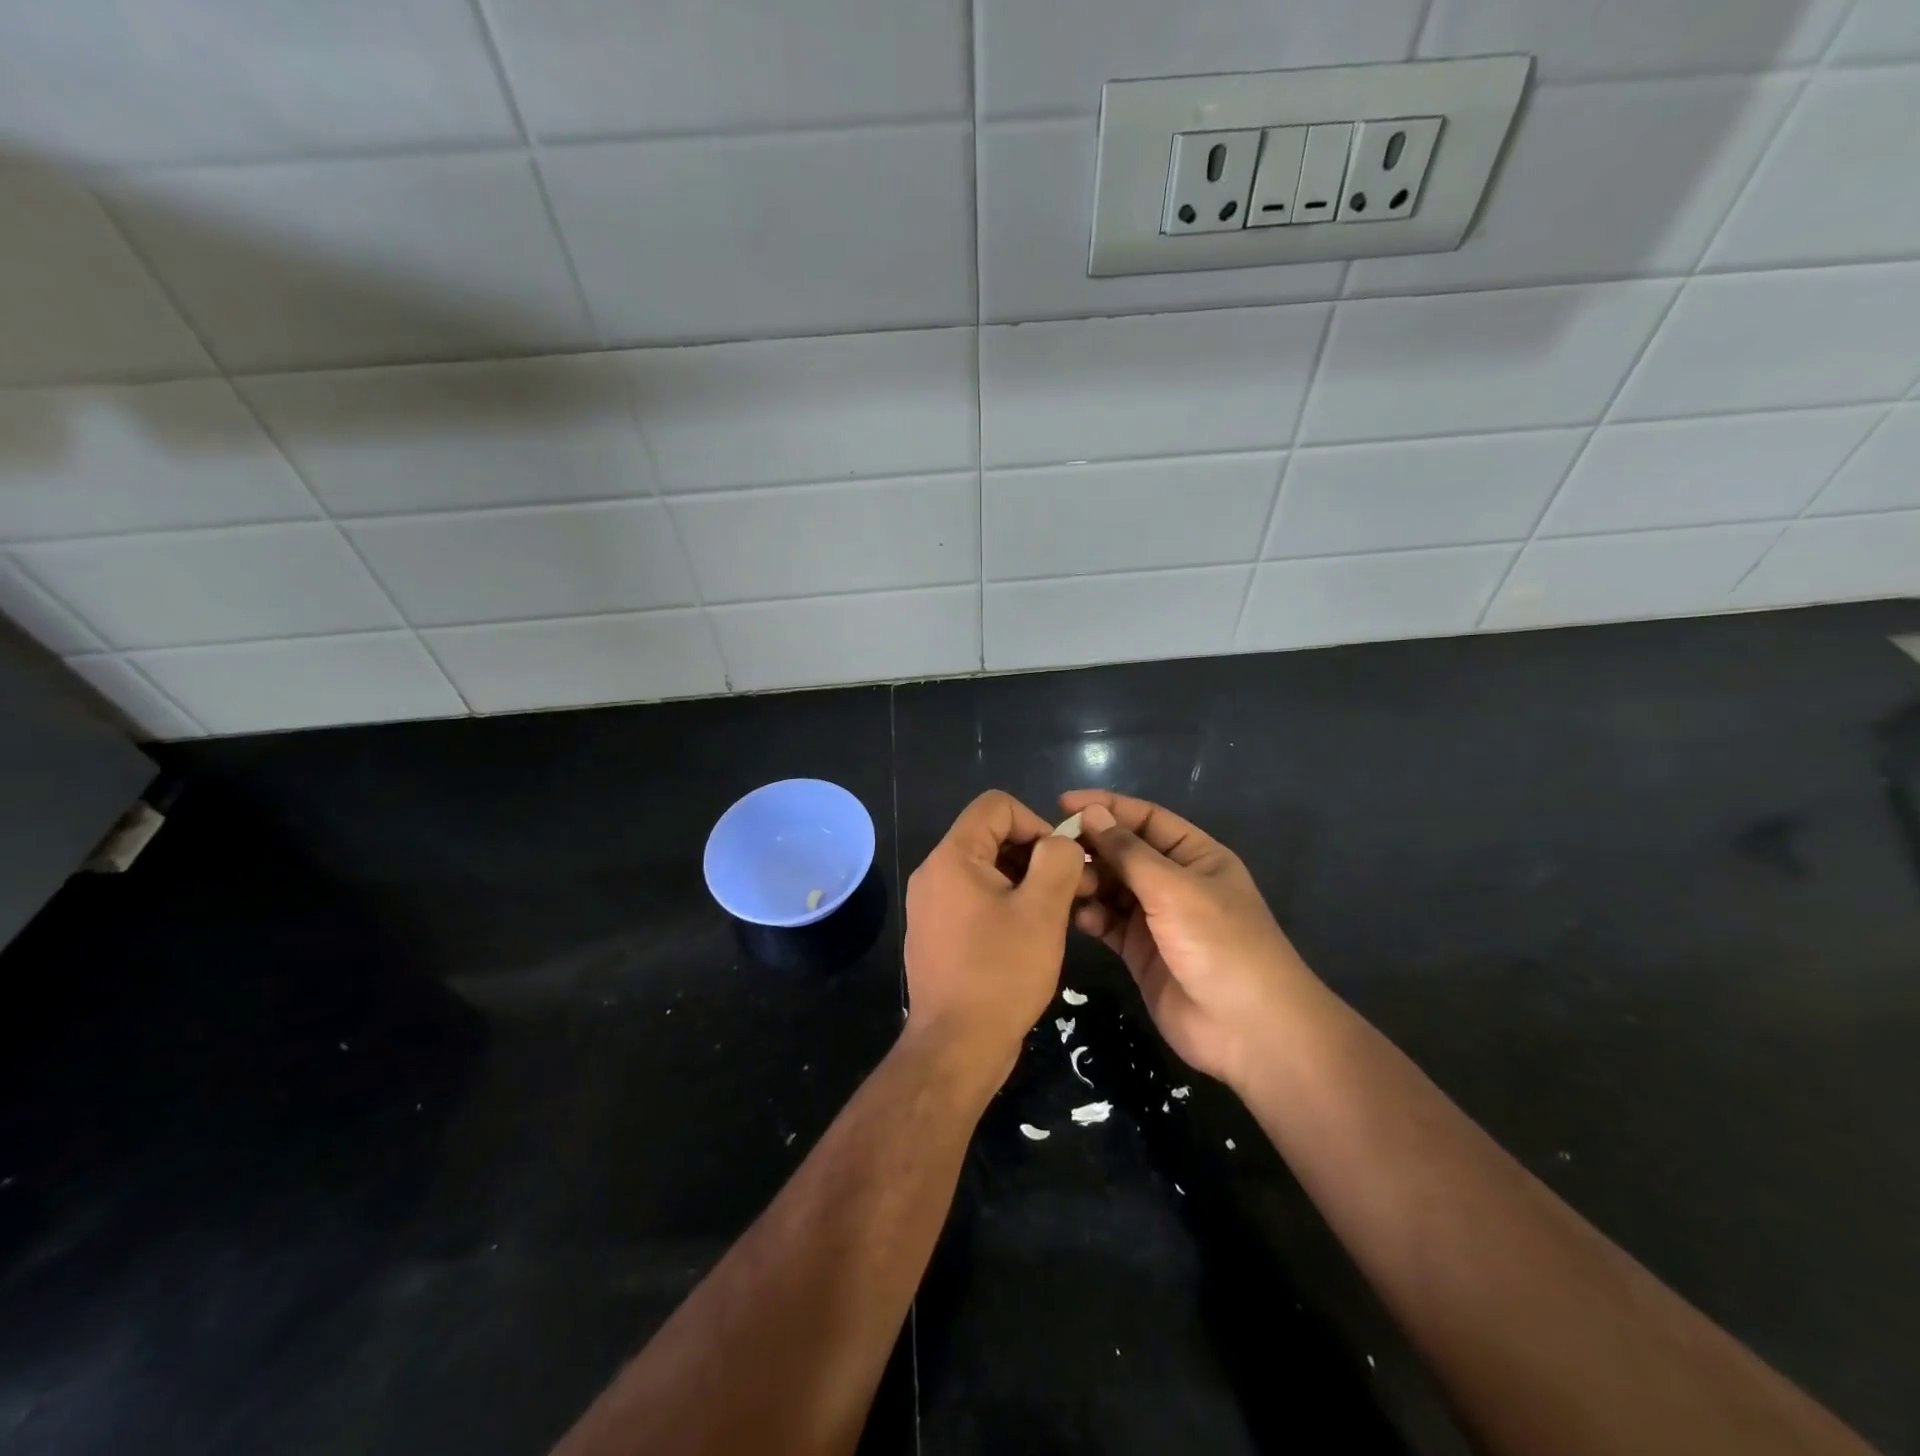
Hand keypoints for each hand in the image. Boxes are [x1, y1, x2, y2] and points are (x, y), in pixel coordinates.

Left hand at [904, 790, 1091, 1089]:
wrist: (955, 1047)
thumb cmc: (1000, 974)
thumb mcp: (1042, 911)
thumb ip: (1058, 861)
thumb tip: (1062, 842)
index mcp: (952, 857)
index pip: (997, 806)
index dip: (1036, 822)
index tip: (1061, 863)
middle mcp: (934, 873)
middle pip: (991, 836)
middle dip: (1035, 856)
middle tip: (1070, 892)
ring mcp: (931, 904)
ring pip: (986, 870)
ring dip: (1024, 883)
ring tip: (1055, 917)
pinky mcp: (936, 932)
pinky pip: (974, 899)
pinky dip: (1005, 905)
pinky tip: (1028, 939)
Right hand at [1060, 790, 1313, 1089]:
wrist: (1249, 1030)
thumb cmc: (1221, 944)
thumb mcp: (1175, 889)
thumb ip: (1129, 852)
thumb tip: (1092, 813)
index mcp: (1196, 856)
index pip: (1146, 818)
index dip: (1108, 808)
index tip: (1063, 803)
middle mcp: (1175, 882)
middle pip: (1124, 852)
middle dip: (1092, 847)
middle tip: (1053, 849)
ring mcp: (1157, 918)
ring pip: (1112, 887)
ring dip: (1088, 882)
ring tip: (1063, 884)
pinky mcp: (1140, 952)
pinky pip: (1107, 922)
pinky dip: (1090, 915)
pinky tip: (1075, 915)